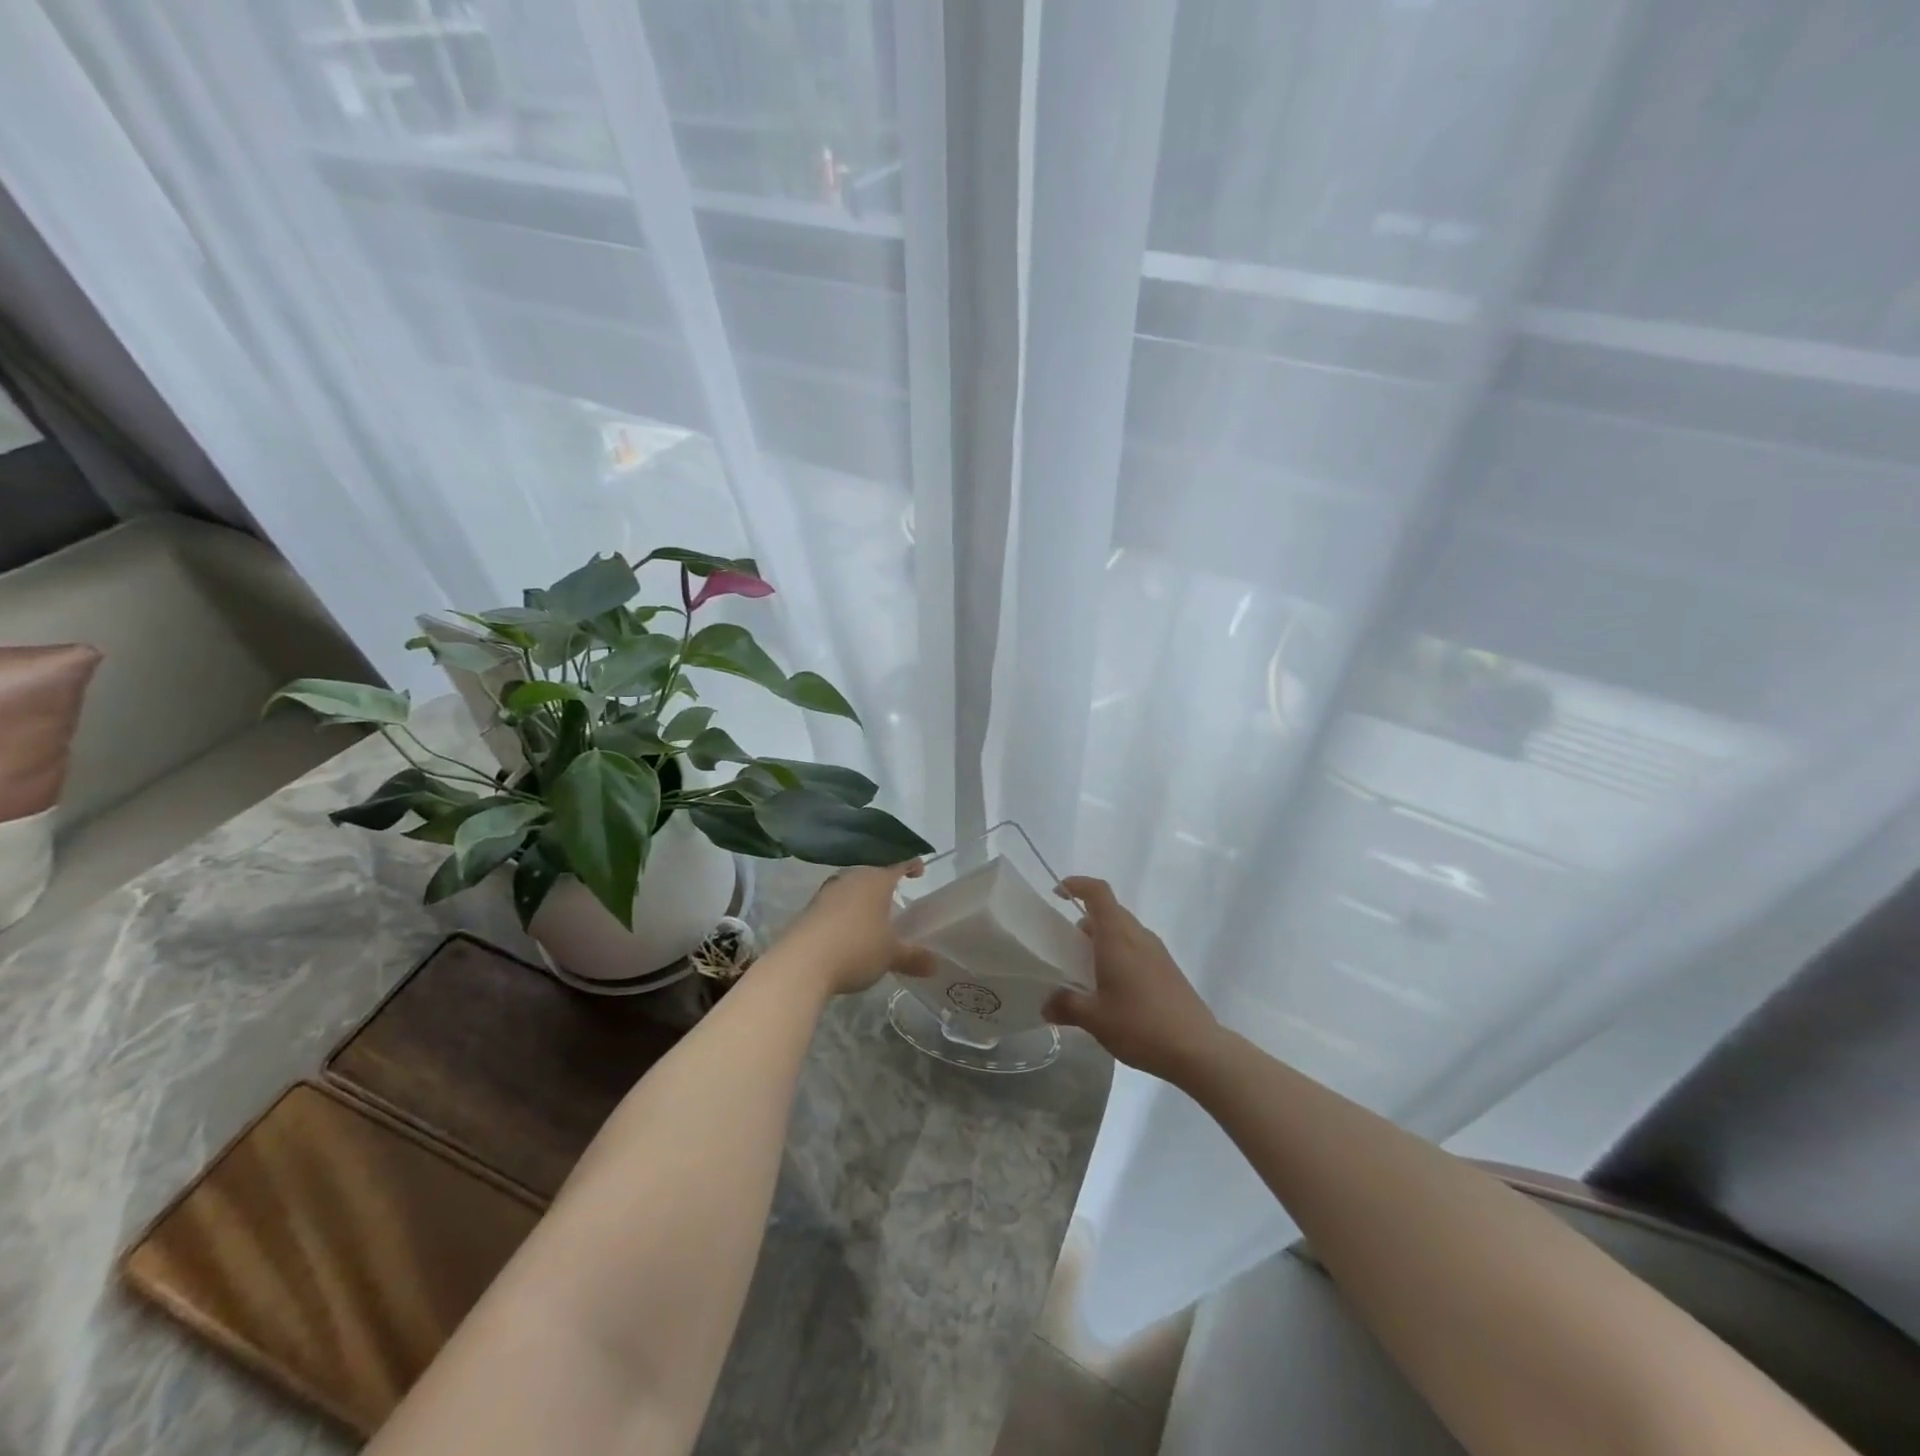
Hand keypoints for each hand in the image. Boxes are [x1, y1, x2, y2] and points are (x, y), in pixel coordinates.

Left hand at [773, 862, 935, 996]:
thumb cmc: (856, 948)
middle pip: (872, 873)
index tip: (920, 869)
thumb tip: (935, 964)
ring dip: (862, 897)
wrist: (801, 963)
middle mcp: (851, 879)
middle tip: (896, 895)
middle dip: (884, 883)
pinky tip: (848, 929)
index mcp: (875, 881)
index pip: (898, 864)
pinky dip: (845, 912)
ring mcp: (827, 893)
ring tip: (872, 914)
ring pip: (851, 887)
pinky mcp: (809, 910)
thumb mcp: (890, 955)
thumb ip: (913, 957)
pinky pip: (834, 904)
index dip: (911, 865)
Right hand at [1043, 877, 1220, 1083]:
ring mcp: (1157, 952)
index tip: (1058, 893)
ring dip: (1103, 939)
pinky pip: (1137, 948)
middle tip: (1065, 944)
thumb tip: (1046, 1006)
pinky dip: (1119, 955)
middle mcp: (1138, 936)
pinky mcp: (1168, 969)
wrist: (1197, 1049)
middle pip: (1110, 911)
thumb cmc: (1140, 1025)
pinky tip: (1112, 987)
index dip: (1077, 885)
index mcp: (1118, 937)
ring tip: (1085, 969)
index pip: (1098, 893)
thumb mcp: (1095, 1019)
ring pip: (1124, 931)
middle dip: (1085, 920)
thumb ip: (1067, 1006)